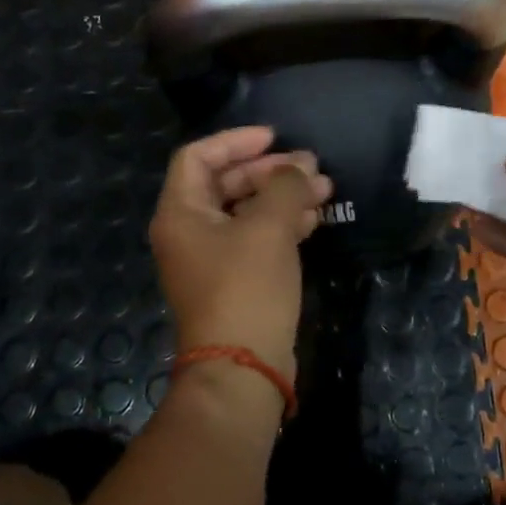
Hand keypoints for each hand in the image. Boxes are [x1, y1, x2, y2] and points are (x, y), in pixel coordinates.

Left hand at [150, 126, 331, 383]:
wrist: (243, 367)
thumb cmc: (246, 287)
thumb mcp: (269, 228)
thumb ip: (285, 186)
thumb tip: (300, 166)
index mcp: (181, 213)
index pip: (198, 157)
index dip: (236, 141)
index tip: (275, 137)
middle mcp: (189, 232)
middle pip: (226, 182)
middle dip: (270, 171)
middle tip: (310, 166)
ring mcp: (211, 259)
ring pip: (246, 211)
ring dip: (283, 196)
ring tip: (324, 189)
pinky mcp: (234, 281)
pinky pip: (256, 238)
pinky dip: (283, 224)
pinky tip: (315, 220)